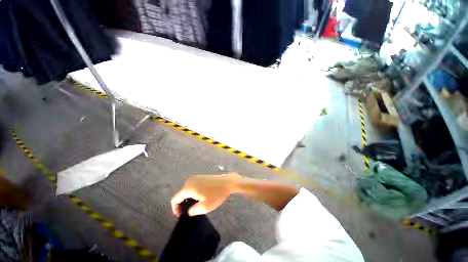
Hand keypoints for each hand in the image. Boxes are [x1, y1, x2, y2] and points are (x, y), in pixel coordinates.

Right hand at [171, 173, 241, 216]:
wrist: (227, 182)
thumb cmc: (216, 194)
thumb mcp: (204, 207)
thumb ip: (192, 211)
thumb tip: (188, 211)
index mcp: (188, 188)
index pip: (175, 200)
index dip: (175, 209)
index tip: (182, 215)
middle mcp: (189, 180)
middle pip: (181, 194)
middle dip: (184, 203)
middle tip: (192, 210)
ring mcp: (195, 177)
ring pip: (187, 190)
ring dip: (189, 198)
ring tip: (197, 204)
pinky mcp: (200, 176)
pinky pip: (192, 186)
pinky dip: (193, 192)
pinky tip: (201, 196)